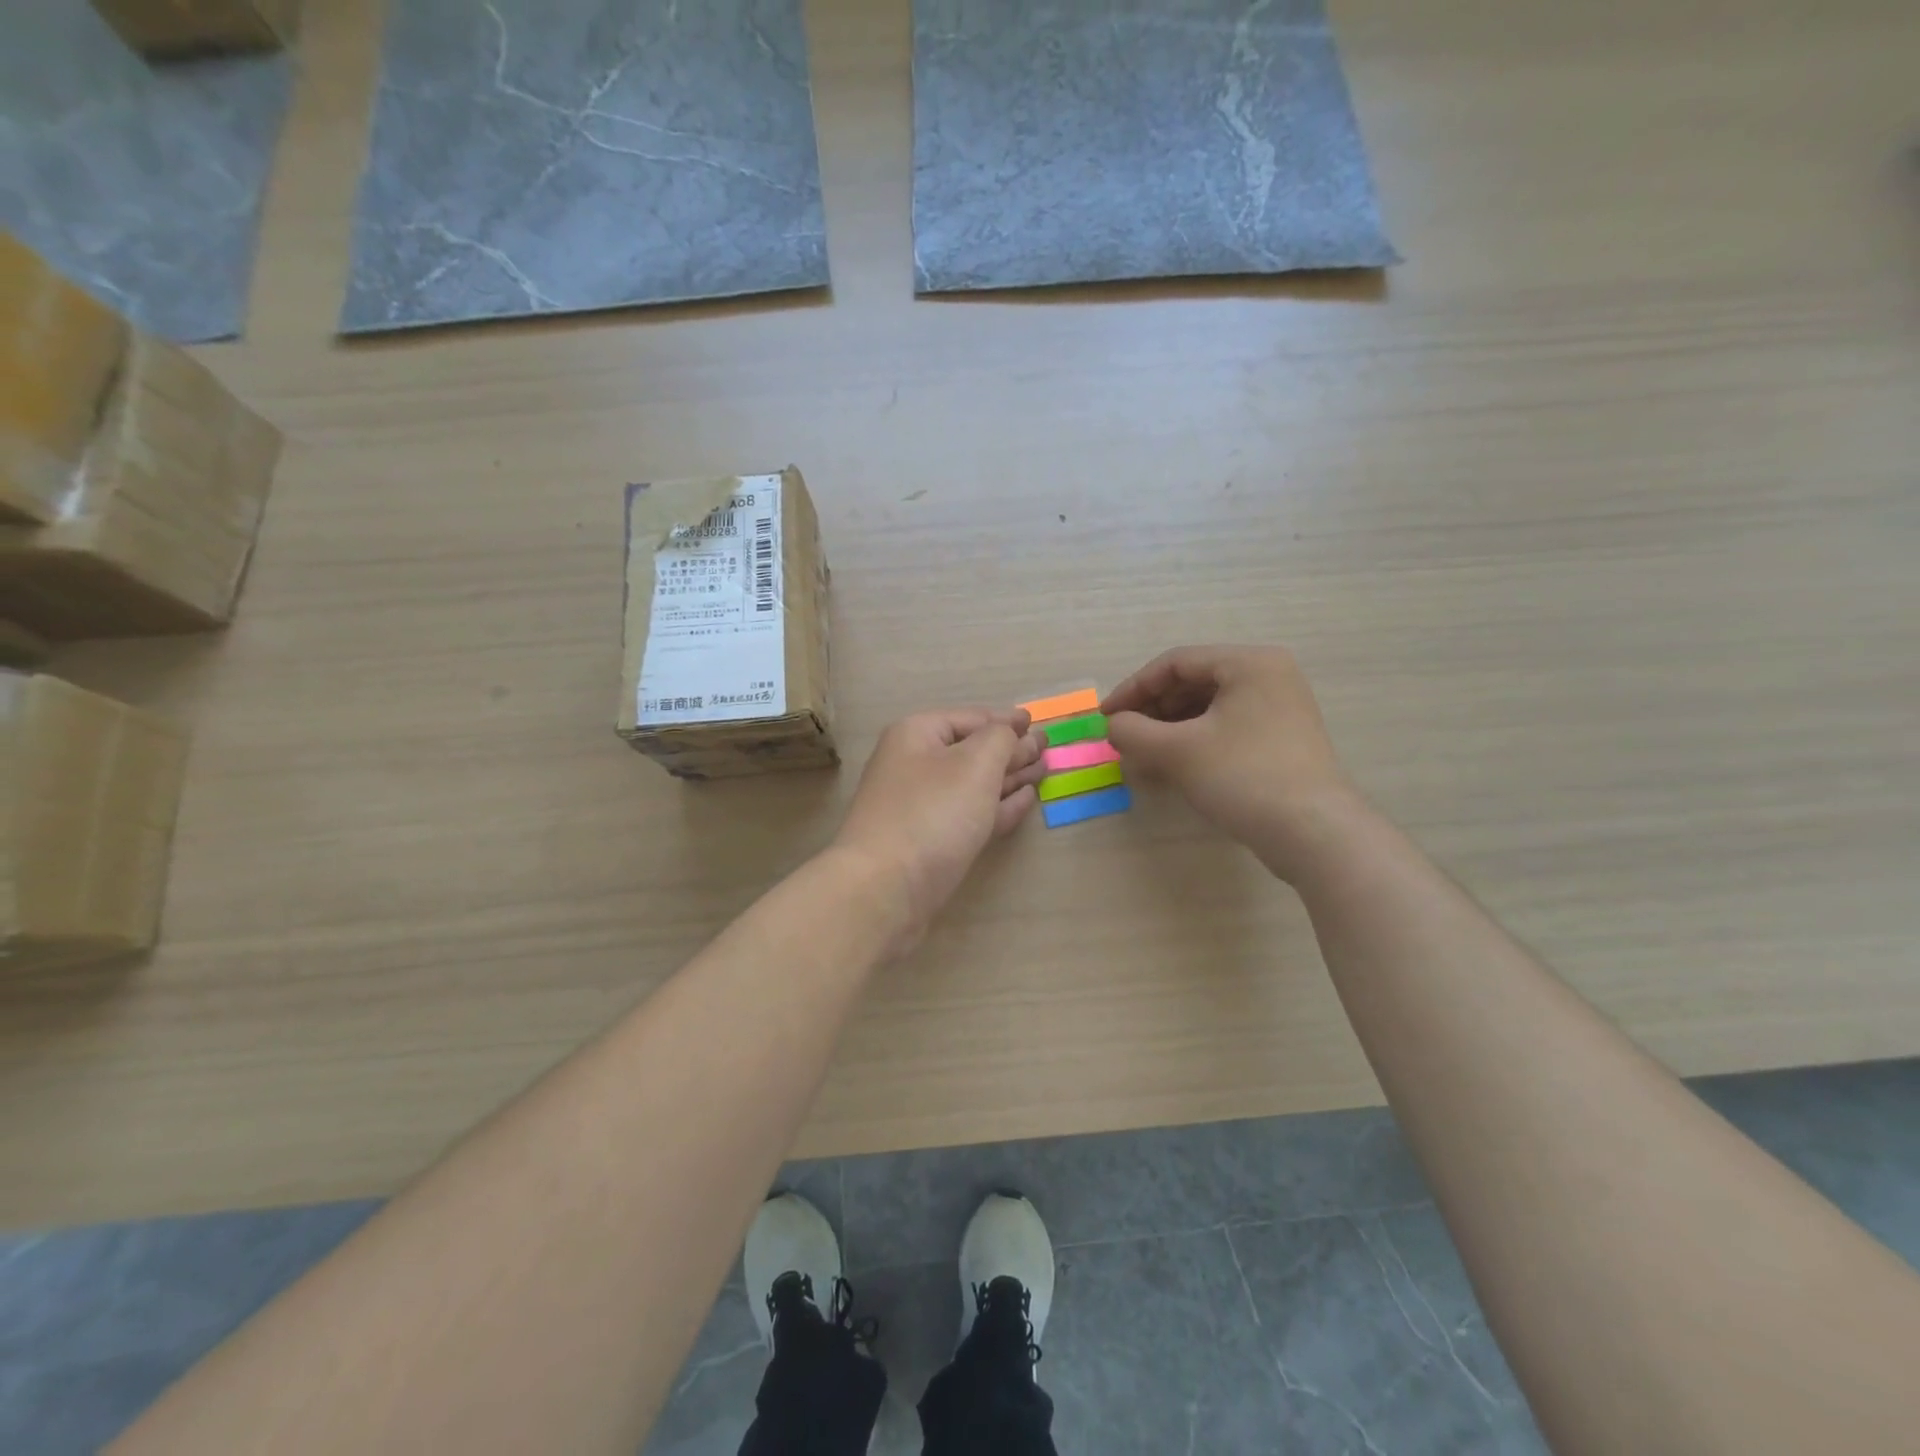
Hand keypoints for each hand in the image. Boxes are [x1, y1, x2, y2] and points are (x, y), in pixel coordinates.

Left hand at [831, 708, 1046, 954]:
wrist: (885, 889)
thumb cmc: (932, 813)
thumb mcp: (975, 764)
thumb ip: (1001, 739)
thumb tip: (1010, 733)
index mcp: (917, 734)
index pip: (971, 718)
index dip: (1005, 719)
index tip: (1035, 722)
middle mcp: (915, 764)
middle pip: (971, 750)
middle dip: (1010, 749)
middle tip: (1046, 749)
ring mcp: (920, 806)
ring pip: (973, 784)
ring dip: (1009, 777)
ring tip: (1042, 772)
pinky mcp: (930, 841)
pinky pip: (970, 814)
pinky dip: (998, 806)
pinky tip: (1024, 801)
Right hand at [1103, 645, 1355, 879]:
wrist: (1313, 832)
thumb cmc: (1242, 777)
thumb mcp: (1177, 751)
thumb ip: (1133, 731)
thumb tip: (1114, 726)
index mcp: (1249, 663)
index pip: (1176, 663)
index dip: (1133, 688)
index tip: (1106, 716)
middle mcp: (1269, 675)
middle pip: (1194, 681)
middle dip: (1153, 709)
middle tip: (1124, 736)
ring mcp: (1280, 708)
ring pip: (1209, 707)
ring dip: (1170, 726)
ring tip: (1144, 752)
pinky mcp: (1282, 739)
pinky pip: (1227, 727)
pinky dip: (1194, 740)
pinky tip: (1174, 764)